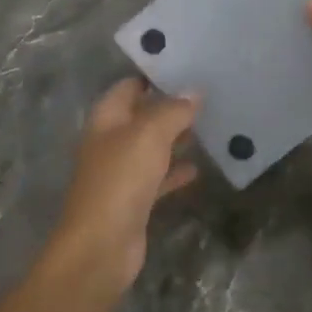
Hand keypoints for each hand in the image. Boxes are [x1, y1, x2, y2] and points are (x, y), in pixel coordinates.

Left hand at [46, 78, 199, 295]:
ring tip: (209, 124)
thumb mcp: (150, 136)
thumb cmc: (121, 180)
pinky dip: (175, 171)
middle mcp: (110, 142)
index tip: (186, 65)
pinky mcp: (134, 201)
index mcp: (106, 120)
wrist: (102, 246)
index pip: (128, 86)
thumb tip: (194, 91)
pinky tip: (198, 168)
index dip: (153, 75)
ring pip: (151, 147)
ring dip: (175, 138)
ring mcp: (121, 173)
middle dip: (170, 106)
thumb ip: (173, 111)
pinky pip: (158, 178)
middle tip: (207, 93)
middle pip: (141, 116)